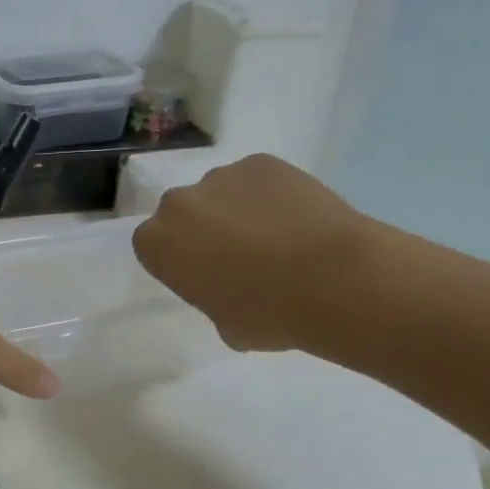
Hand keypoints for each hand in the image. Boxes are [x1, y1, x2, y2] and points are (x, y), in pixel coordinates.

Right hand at [132, 154, 372, 352]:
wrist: (333, 279)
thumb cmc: (269, 314)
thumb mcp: (226, 326)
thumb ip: (213, 300)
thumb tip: (232, 291)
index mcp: (157, 244)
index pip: (156, 248)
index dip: (182, 262)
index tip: (207, 277)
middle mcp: (177, 203)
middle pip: (184, 214)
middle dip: (204, 230)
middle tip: (241, 257)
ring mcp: (220, 176)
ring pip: (221, 193)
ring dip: (238, 210)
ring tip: (279, 237)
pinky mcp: (260, 162)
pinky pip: (258, 180)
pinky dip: (272, 195)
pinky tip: (299, 219)